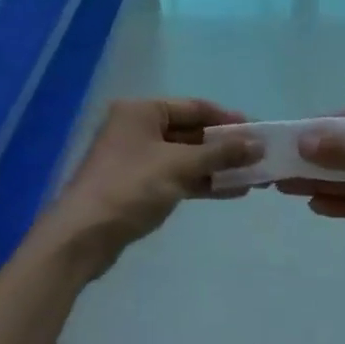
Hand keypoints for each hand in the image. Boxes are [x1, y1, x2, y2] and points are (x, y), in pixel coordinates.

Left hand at [40, 98, 262, 274]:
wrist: (83, 236)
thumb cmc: (130, 188)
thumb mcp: (179, 166)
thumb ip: (220, 153)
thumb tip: (258, 144)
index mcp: (141, 111)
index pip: (194, 107)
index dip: (228, 119)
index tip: (259, 131)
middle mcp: (138, 128)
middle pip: (191, 132)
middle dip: (226, 146)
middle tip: (260, 157)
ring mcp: (137, 158)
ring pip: (187, 157)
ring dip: (218, 167)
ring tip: (255, 177)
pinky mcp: (139, 186)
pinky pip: (178, 177)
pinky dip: (203, 182)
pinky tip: (232, 191)